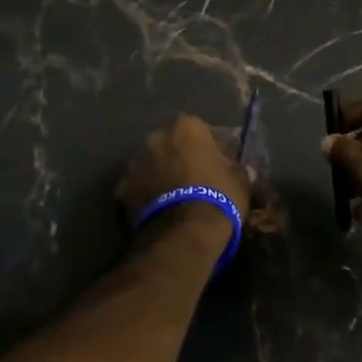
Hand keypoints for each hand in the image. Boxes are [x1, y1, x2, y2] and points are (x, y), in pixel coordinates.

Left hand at [117, 114, 251, 249]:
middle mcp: (156, 137)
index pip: (199, 129)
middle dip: (178, 156)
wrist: (184, 234)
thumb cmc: (218, 198)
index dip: (207, 146)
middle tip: (192, 178)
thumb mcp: (240, 182)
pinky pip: (137, 186)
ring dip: (159, 173)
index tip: (215, 162)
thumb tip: (238, 169)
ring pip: (150, 163)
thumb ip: (236, 169)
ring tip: (173, 196)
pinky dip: (144, 194)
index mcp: (186, 127)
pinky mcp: (121, 189)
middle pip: (169, 143)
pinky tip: (158, 210)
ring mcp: (134, 162)